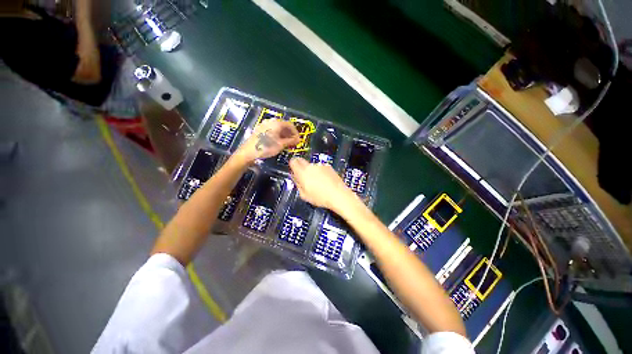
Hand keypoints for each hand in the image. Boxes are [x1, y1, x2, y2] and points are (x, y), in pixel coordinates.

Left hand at [235, 119, 299, 163]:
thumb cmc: (266, 147)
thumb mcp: (281, 145)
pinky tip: (278, 142)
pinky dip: (277, 135)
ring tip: (287, 143)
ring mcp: (264, 125)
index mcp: (276, 123)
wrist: (248, 152)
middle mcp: (270, 121)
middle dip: (290, 134)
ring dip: (284, 134)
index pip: (290, 125)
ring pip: (277, 128)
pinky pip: (272, 130)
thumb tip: (298, 140)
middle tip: (293, 142)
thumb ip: (291, 141)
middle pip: (284, 125)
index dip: (296, 132)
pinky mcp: (260, 130)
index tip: (298, 140)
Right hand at [289, 157, 356, 210]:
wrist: (338, 195)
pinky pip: (320, 167)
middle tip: (304, 178)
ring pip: (311, 165)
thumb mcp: (304, 195)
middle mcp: (311, 166)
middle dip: (301, 168)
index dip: (292, 165)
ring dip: (312, 171)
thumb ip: (297, 184)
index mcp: (302, 172)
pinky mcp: (328, 166)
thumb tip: (295, 178)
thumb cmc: (321, 197)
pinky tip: (324, 181)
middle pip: (302, 161)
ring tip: (317, 182)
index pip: (293, 161)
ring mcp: (320, 165)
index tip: (293, 170)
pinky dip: (320, 172)